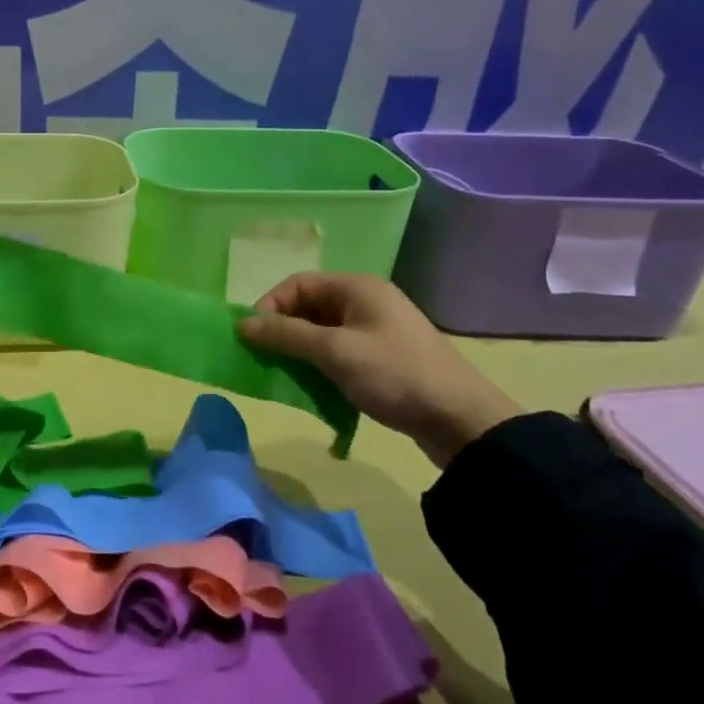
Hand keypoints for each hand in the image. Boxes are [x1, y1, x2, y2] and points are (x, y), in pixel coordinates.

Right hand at [237, 273, 520, 467]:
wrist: (461, 420)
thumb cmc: (394, 374)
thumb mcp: (335, 351)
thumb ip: (286, 335)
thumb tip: (242, 324)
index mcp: (357, 288)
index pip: (298, 283)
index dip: (270, 305)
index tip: (251, 336)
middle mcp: (366, 302)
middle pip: (309, 307)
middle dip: (282, 331)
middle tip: (262, 358)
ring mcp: (377, 331)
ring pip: (322, 333)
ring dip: (299, 352)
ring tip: (283, 376)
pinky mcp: (383, 359)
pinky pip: (339, 353)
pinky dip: (320, 366)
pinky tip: (312, 388)